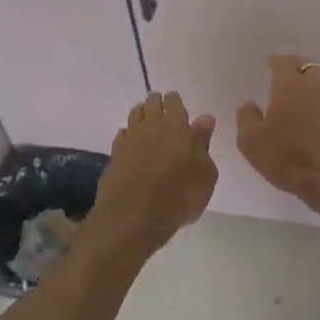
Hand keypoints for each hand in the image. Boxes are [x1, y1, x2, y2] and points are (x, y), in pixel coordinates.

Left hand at [90, 92, 218, 253]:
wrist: (133, 218)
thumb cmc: (179, 196)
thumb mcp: (205, 174)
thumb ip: (203, 143)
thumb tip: (204, 119)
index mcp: (177, 127)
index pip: (174, 102)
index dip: (176, 101)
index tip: (178, 104)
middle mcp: (151, 127)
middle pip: (151, 104)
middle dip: (157, 103)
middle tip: (162, 108)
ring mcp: (129, 140)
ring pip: (134, 115)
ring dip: (142, 114)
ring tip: (147, 120)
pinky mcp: (114, 156)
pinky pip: (122, 135)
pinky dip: (128, 134)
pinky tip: (131, 141)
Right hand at [236, 55, 319, 205]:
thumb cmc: (289, 159)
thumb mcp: (252, 142)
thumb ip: (246, 118)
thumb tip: (249, 104)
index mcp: (290, 85)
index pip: (282, 62)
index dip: (275, 62)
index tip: (269, 64)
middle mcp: (317, 85)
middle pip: (306, 66)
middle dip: (294, 68)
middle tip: (284, 78)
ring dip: (311, 85)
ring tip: (301, 97)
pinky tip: (317, 117)